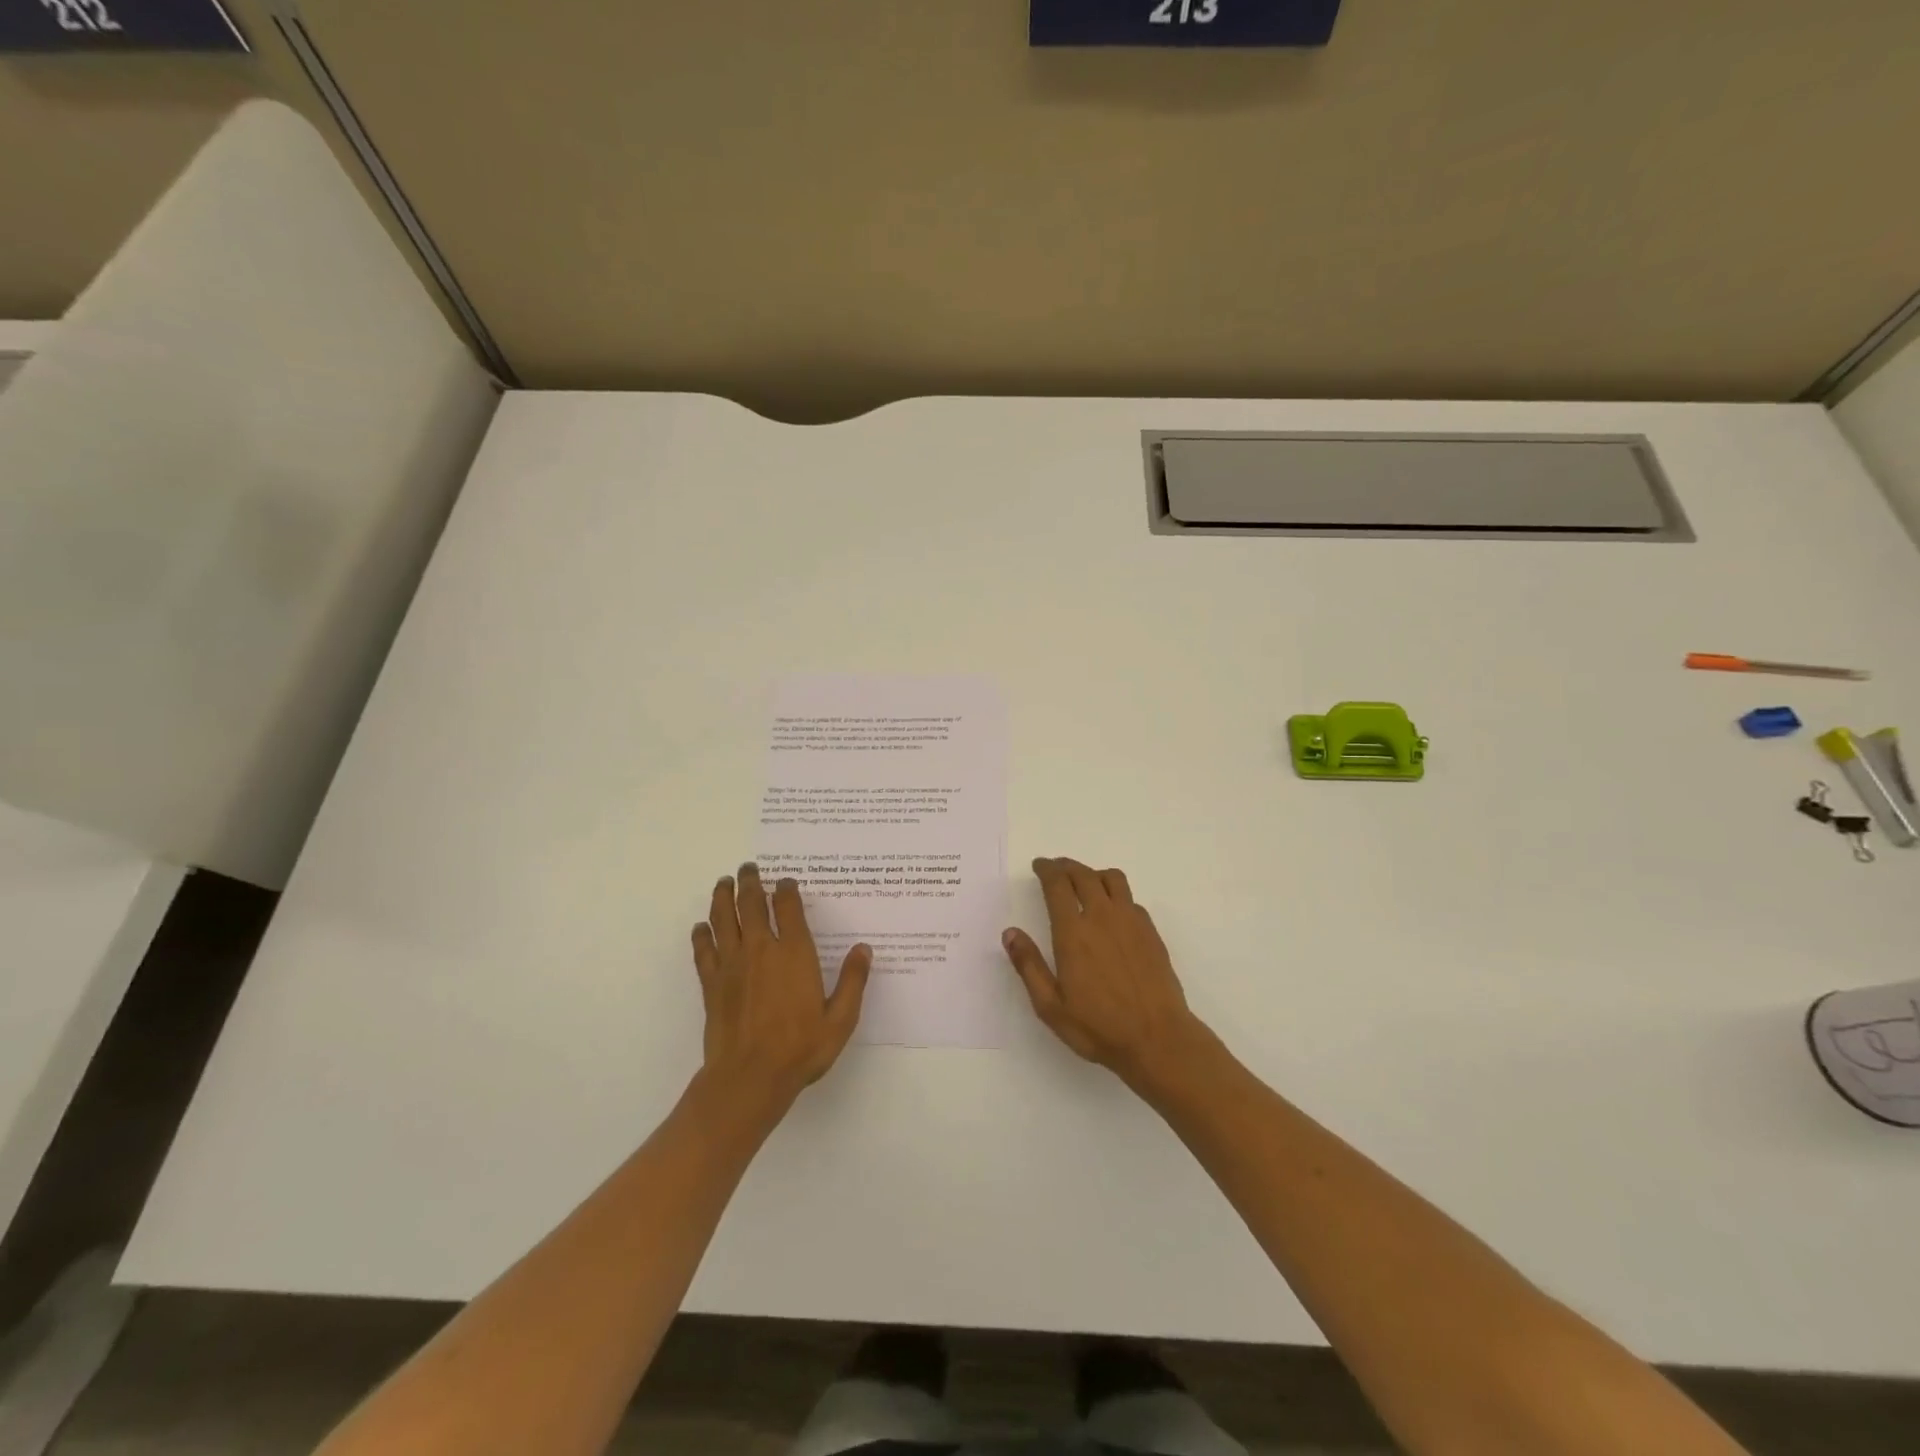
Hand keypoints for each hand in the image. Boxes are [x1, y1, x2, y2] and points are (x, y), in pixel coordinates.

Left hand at [692, 864, 870, 1118]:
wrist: (749, 1078)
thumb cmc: (800, 1049)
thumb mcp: (840, 1019)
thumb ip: (853, 981)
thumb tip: (863, 949)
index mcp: (794, 954)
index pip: (789, 908)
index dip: (787, 890)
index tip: (786, 881)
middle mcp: (761, 950)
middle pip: (751, 905)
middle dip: (750, 882)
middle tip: (748, 868)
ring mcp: (732, 965)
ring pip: (724, 920)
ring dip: (723, 898)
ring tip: (723, 883)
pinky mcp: (712, 984)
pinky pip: (704, 951)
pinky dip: (702, 935)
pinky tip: (701, 927)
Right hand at [1002, 857, 1212, 1090]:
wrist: (1157, 1038)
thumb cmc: (1099, 1027)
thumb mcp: (1050, 1006)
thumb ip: (1029, 965)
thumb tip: (1010, 933)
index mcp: (1073, 932)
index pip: (1058, 885)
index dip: (1047, 870)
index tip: (1039, 865)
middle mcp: (1102, 917)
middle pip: (1083, 875)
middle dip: (1066, 866)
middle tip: (1056, 868)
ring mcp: (1131, 922)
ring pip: (1112, 879)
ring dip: (1094, 873)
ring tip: (1084, 881)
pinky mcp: (1150, 932)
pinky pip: (1131, 899)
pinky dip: (1116, 894)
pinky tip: (1112, 910)